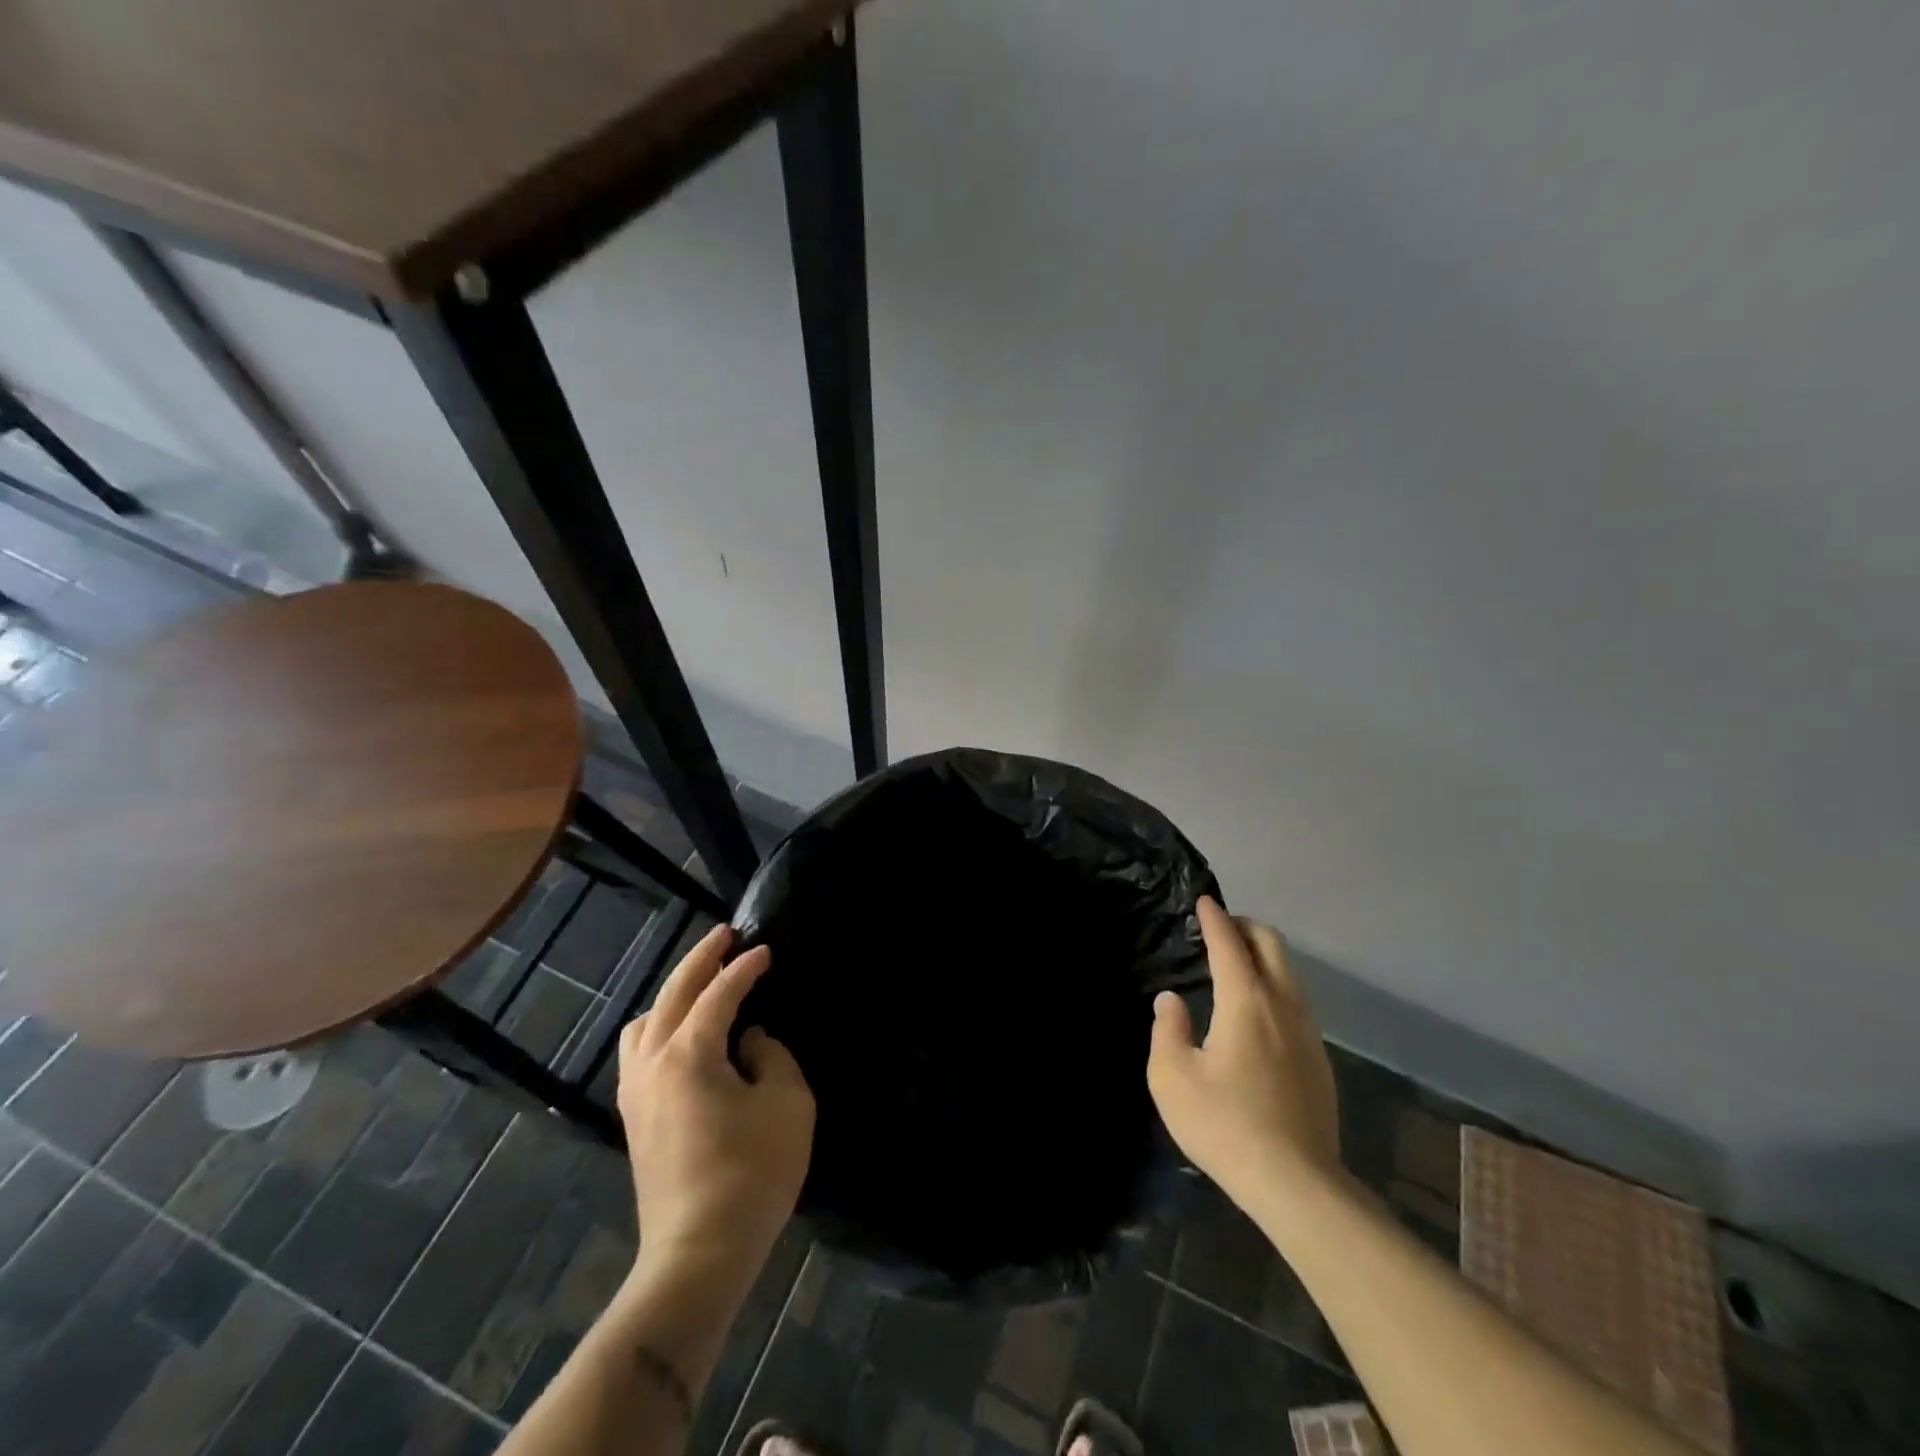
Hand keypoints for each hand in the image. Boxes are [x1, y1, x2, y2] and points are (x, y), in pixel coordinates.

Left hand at [617, 926, 813, 1295]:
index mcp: (689, 1054)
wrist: (698, 1254)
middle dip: (700, 960)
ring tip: (701, 985)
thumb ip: (772, 1056)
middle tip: (725, 935)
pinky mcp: (634, 1118)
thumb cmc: (751, 1174)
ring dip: (672, 994)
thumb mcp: (787, 1104)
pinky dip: (659, 1026)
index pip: (718, 994)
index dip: (745, 967)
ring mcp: (636, 1092)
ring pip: (644, 1022)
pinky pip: (639, 1051)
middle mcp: (653, 1063)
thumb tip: (748, 1042)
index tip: (766, 950)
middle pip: (672, 995)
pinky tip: (681, 1035)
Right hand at [1147, 897, 1342, 1213]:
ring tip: (1236, 965)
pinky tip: (1257, 1012)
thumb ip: (1167, 1029)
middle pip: (1272, 944)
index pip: (1229, 943)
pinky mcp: (1319, 1059)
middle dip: (1245, 926)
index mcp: (1246, 1002)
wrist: (1298, 1185)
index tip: (1203, 900)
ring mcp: (1308, 1032)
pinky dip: (1275, 984)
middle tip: (1219, 929)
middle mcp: (1283, 1005)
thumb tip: (1171, 1000)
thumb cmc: (1225, 1125)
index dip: (1214, 917)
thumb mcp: (1172, 1078)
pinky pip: (1296, 1000)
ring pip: (1289, 972)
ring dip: (1263, 955)